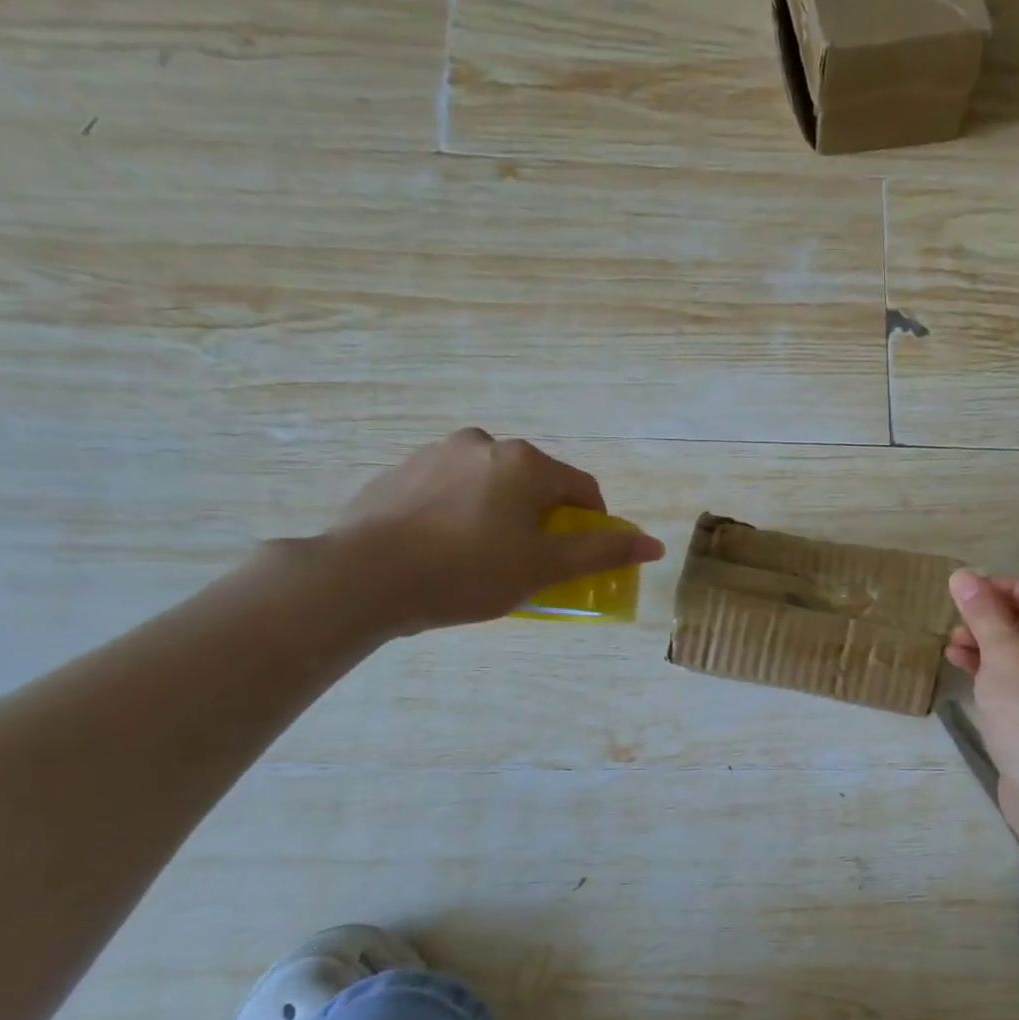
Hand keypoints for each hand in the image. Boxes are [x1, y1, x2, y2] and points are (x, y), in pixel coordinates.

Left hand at [324, 429, 665, 634]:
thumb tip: (654, 544)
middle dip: (543, 522)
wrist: (364, 576)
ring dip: (502, 515)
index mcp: (526, 463)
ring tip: (482, 559)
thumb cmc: (468, 572)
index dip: (592, 527)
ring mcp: (437, 453)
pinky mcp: (400, 471)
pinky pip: (451, 490)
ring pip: (492, 485)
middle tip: (529, 564)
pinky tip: (444, 549)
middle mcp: (485, 443)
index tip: (577, 561)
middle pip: (536, 485)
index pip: (583, 491)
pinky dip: (461, 513)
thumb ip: (602, 553)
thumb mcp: (544, 568)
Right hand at [946, 570, 1018, 824]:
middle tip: (954, 624)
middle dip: (992, 621)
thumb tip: (962, 574)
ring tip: (951, 646)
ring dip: (990, 645)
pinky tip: (963, 666)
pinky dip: (1000, 669)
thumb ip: (984, 612)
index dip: (999, 589)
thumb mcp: (1004, 654)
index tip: (960, 594)